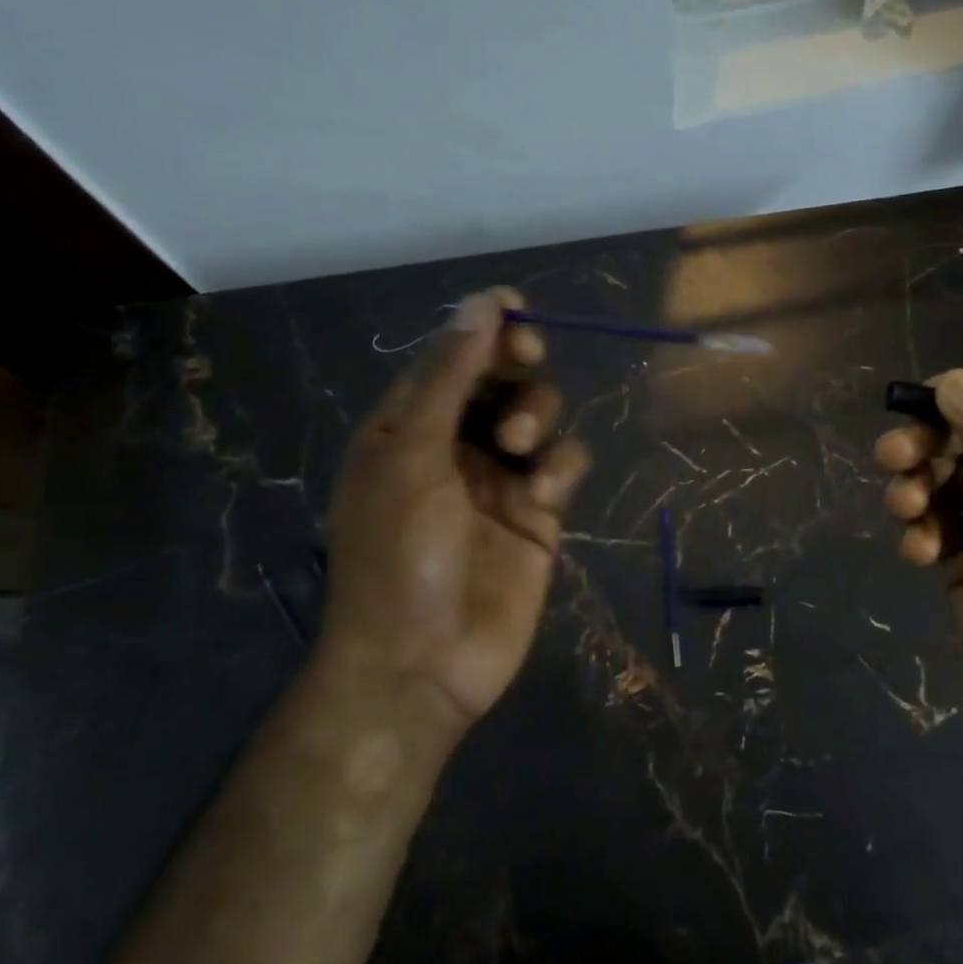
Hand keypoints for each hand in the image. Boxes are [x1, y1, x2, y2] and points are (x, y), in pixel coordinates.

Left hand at [324, 289, 590, 740]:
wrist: (422, 663)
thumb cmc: (397, 553)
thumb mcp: (411, 453)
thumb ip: (450, 376)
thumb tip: (484, 301)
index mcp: (408, 425)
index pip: (452, 356)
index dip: (484, 328)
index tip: (517, 311)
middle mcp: (455, 444)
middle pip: (502, 378)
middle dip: (516, 364)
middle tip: (526, 357)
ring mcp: (500, 479)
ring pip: (540, 416)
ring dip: (537, 415)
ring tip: (520, 445)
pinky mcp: (539, 513)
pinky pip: (565, 465)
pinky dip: (561, 469)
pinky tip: (543, 496)